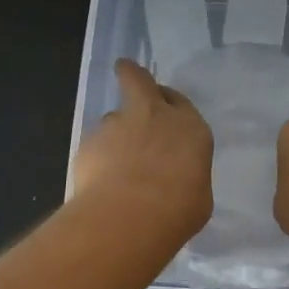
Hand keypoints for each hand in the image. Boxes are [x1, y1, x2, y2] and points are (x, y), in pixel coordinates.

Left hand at [73, 59, 213, 239]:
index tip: (165, 109)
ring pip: (114, 118)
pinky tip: (98, 183)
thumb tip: (175, 178)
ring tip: (113, 165)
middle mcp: (155, 116)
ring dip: (115, 133)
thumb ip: (185, 175)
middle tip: (124, 72)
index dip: (170, 104)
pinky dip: (97, 158)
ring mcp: (119, 125)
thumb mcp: (198, 195)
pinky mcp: (90, 141)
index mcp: (190, 127)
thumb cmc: (178, 210)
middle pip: (140, 81)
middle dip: (132, 75)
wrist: (130, 216)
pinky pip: (95, 145)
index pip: (180, 102)